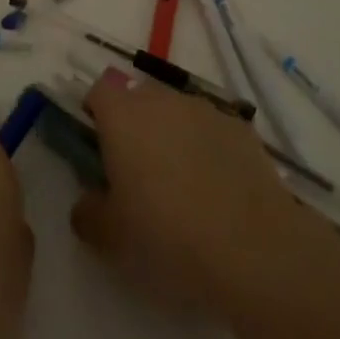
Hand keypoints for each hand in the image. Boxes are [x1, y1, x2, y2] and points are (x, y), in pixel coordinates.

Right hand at [70, 70, 339, 315]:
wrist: (251, 248)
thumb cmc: (166, 236)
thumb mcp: (110, 238)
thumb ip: (88, 212)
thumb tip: (88, 201)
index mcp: (123, 116)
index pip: (100, 90)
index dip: (96, 112)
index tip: (98, 146)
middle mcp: (163, 100)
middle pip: (140, 98)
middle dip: (134, 125)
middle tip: (137, 172)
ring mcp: (206, 110)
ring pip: (178, 112)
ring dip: (173, 135)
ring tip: (181, 185)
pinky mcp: (241, 128)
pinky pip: (212, 130)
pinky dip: (208, 148)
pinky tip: (217, 190)